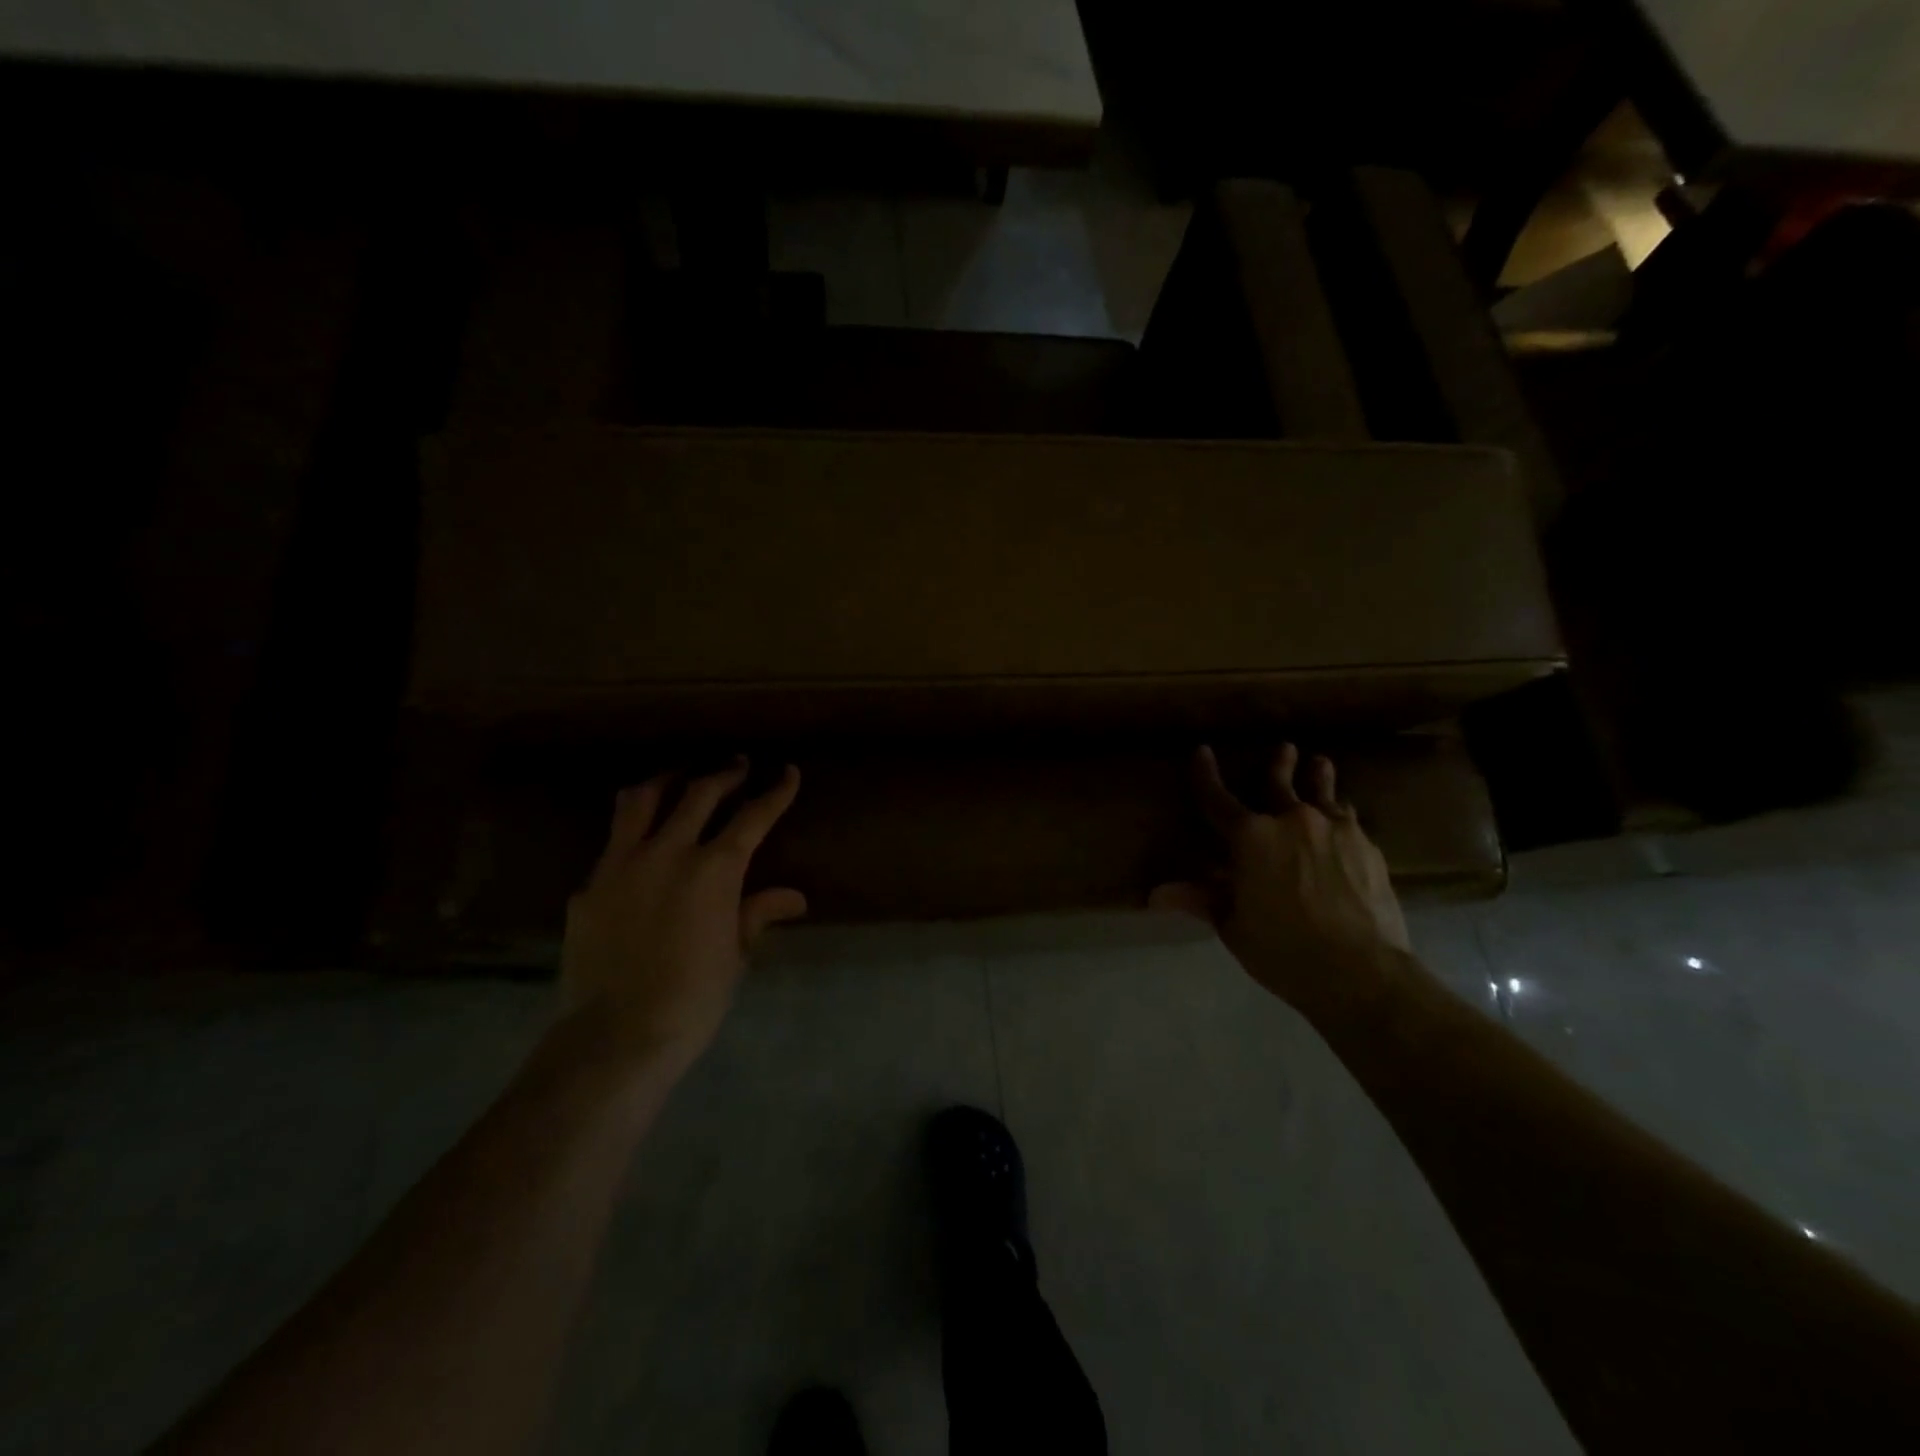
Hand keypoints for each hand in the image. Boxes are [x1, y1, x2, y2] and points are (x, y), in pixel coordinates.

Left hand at [560, 759, 805, 1076]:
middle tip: (738, 764)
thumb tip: (794, 898)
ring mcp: (621, 864)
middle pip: (699, 794)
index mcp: (714, 870)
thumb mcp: (734, 955)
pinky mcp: (589, 886)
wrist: (616, 1035)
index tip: (788, 772)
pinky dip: (633, 835)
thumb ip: (757, 914)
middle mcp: (668, 852)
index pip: (752, 817)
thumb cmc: (693, 998)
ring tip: (678, 778)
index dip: (775, 792)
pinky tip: (638, 849)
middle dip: (725, 774)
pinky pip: (612, 845)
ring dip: (666, 782)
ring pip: (642, 801)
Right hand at [1151, 745, 1411, 1020]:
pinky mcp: (1366, 846)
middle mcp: (1291, 820)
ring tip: (1320, 763)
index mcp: (1250, 837)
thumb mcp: (1233, 926)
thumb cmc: (1283, 949)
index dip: (1206, 775)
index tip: (1202, 751)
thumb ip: (1201, 899)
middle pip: (1279, 783)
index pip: (1217, 798)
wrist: (1361, 970)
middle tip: (1284, 748)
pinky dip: (1339, 813)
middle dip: (1278, 764)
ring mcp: (1334, 829)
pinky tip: (1344, 816)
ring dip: (1318, 776)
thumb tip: (1156, 894)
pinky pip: (1348, 818)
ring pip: (1322, 793)